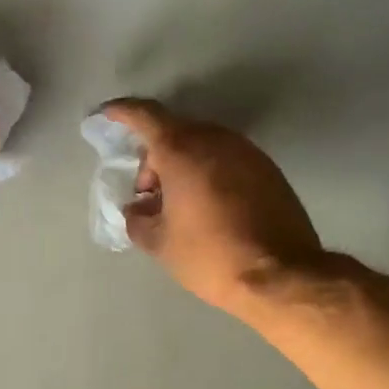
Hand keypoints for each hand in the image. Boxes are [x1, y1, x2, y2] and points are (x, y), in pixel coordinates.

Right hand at [100, 99, 323, 314]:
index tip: (106, 115)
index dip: (122, 112)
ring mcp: (247, 152)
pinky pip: (226, 160)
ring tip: (176, 205)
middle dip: (154, 157)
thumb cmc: (210, 255)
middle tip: (147, 194)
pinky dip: (207, 173)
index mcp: (182, 150)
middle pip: (175, 132)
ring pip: (202, 145)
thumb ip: (137, 219)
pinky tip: (206, 208)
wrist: (282, 276)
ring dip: (182, 166)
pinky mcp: (268, 170)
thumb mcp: (159, 243)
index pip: (145, 115)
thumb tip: (138, 209)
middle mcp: (216, 140)